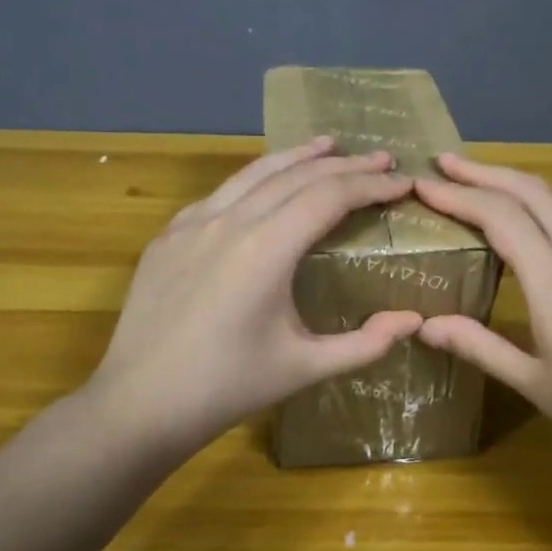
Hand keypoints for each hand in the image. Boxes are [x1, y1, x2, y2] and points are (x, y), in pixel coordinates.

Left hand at [85, 138, 423, 457]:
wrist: (139, 404)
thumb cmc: (227, 387)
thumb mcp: (304, 368)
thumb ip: (365, 343)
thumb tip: (413, 320)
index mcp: (266, 248)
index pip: (330, 196)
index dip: (370, 185)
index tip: (402, 182)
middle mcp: (230, 221)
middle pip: (297, 175)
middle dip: (345, 165)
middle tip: (381, 159)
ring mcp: (193, 223)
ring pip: (254, 172)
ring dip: (297, 157)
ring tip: (329, 146)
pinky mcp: (168, 235)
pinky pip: (221, 193)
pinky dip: (255, 179)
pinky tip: (266, 184)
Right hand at [413, 154, 551, 489]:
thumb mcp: (533, 383)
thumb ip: (479, 346)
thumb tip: (426, 326)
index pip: (500, 216)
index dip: (458, 195)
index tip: (423, 183)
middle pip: (534, 192)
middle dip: (488, 171)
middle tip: (447, 164)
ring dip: (518, 197)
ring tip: (482, 203)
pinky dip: (548, 234)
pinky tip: (539, 264)